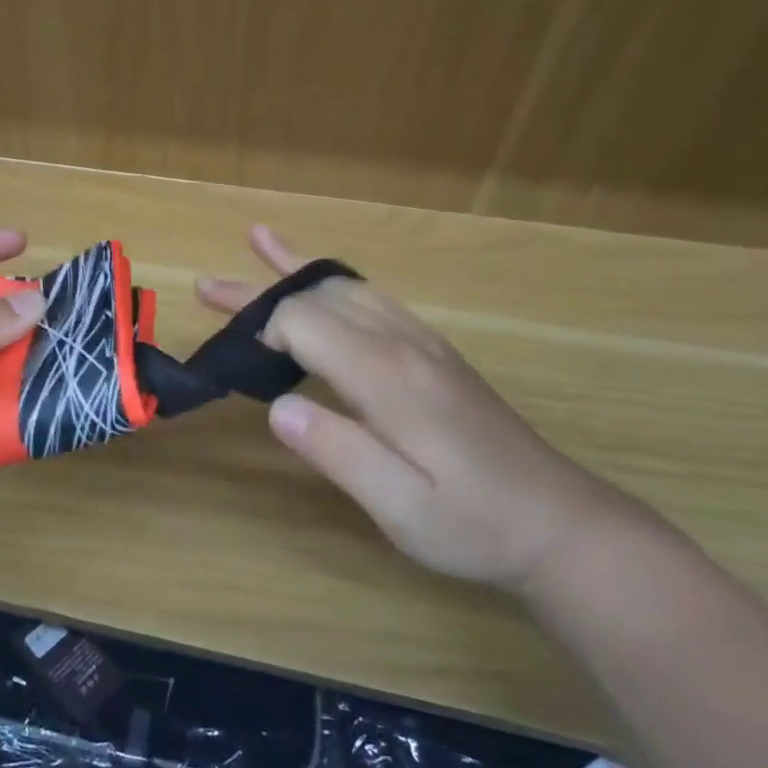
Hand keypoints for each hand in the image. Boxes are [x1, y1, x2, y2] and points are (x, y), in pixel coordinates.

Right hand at [198, 226, 643, 597]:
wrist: (562, 526)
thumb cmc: (475, 524)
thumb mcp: (401, 509)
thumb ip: (337, 452)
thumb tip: (276, 410)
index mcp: (388, 375)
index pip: (304, 322)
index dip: (260, 331)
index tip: (235, 362)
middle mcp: (402, 343)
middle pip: (318, 295)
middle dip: (259, 289)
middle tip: (205, 286)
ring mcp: (423, 342)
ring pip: (349, 286)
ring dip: (297, 269)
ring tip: (259, 241)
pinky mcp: (434, 353)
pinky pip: (375, 297)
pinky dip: (336, 281)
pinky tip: (324, 284)